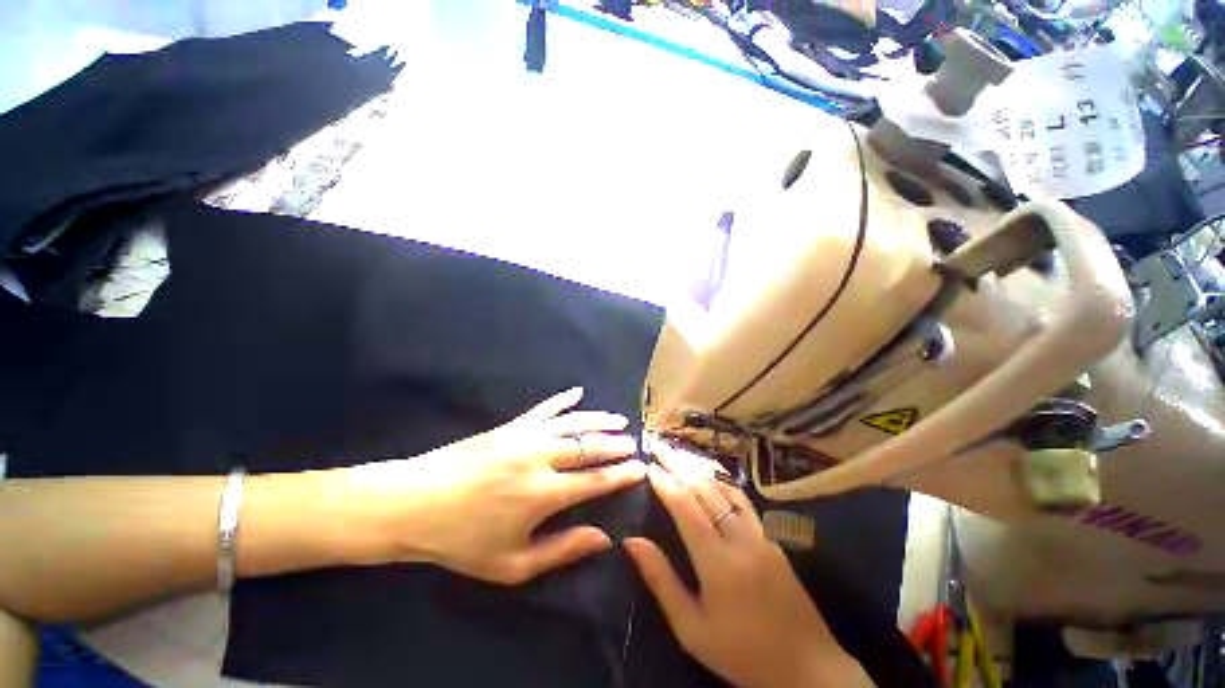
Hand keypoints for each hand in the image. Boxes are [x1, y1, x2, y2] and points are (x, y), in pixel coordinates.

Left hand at [343, 388, 645, 583]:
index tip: (640, 468)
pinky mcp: (511, 425)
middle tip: (634, 443)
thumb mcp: (512, 564)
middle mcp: (541, 458)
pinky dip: (563, 400)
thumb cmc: (461, 541)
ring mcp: (526, 436)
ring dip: (599, 419)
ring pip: (574, 423)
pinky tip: (577, 392)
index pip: (596, 479)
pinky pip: (544, 408)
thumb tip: (603, 537)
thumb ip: (562, 550)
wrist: (414, 503)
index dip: (622, 474)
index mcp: (543, 494)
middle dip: (616, 444)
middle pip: (591, 445)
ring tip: (618, 419)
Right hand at [625, 444, 871, 687]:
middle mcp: (741, 540)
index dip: (666, 483)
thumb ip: (661, 581)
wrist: (807, 668)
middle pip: (705, 490)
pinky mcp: (772, 538)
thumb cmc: (741, 654)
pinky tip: (712, 473)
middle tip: (660, 446)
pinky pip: (742, 500)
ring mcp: (761, 536)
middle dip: (680, 464)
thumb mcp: (692, 629)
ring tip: (680, 452)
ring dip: (700, 467)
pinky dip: (721, 481)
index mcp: (718, 564)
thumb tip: (632, 541)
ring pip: (725, 489)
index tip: (649, 466)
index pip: (686, 509)